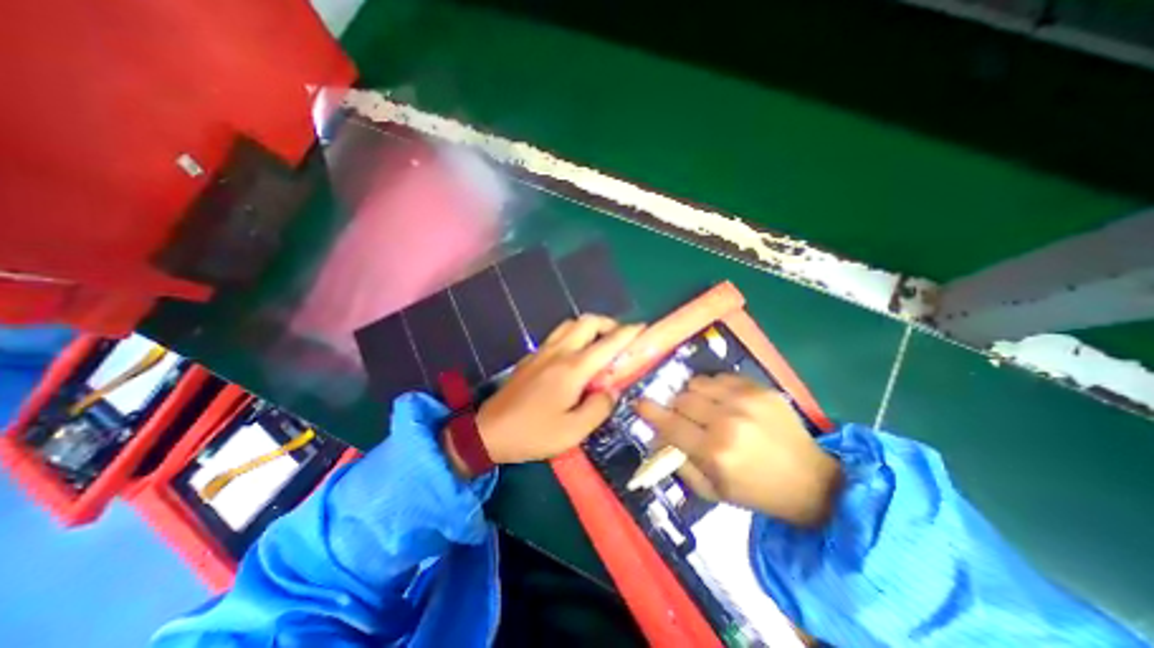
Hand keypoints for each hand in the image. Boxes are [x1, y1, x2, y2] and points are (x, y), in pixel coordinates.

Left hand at [443, 314, 639, 475]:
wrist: (489, 432)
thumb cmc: (533, 433)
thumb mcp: (573, 431)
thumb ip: (599, 408)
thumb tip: (611, 390)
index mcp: (572, 369)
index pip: (607, 343)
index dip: (627, 333)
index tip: (641, 328)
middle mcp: (559, 352)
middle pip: (587, 321)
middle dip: (608, 323)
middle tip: (619, 339)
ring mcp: (542, 351)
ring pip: (570, 324)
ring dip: (589, 327)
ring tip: (598, 344)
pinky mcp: (531, 356)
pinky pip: (557, 335)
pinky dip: (573, 335)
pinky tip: (574, 355)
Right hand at [635, 372, 844, 529]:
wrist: (812, 481)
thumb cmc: (757, 492)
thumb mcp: (713, 491)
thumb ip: (680, 463)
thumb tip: (659, 438)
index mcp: (714, 451)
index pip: (670, 424)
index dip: (650, 412)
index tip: (638, 403)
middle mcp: (727, 420)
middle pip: (681, 399)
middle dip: (676, 408)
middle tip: (684, 418)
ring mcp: (745, 400)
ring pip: (697, 383)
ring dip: (693, 395)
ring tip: (704, 408)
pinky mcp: (760, 389)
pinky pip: (720, 377)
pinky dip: (714, 387)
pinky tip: (724, 402)